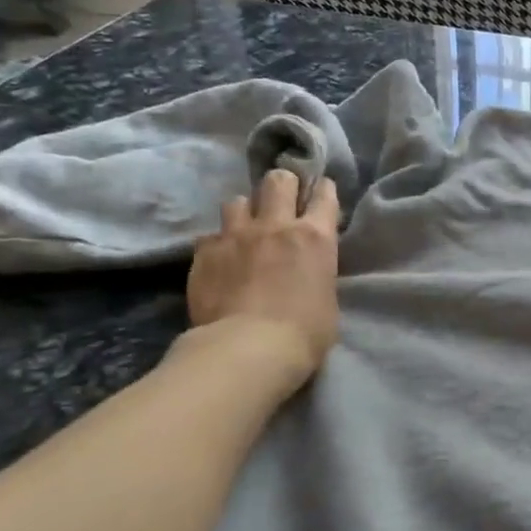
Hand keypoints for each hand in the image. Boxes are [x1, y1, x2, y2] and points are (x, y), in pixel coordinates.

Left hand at [184, 170, 339, 388]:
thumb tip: (306, 271)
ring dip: (245, 212)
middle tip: (282, 200)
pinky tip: (220, 259)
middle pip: (278, 181)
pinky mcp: (204, 252)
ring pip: (238, 200)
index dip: (323, 190)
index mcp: (315, 237)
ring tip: (245, 229)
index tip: (320, 192)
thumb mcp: (327, 298)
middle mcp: (276, 225)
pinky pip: (210, 235)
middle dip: (282, 185)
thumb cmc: (305, 333)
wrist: (248, 349)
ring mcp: (236, 235)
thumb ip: (316, 272)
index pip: (324, 195)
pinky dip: (218, 243)